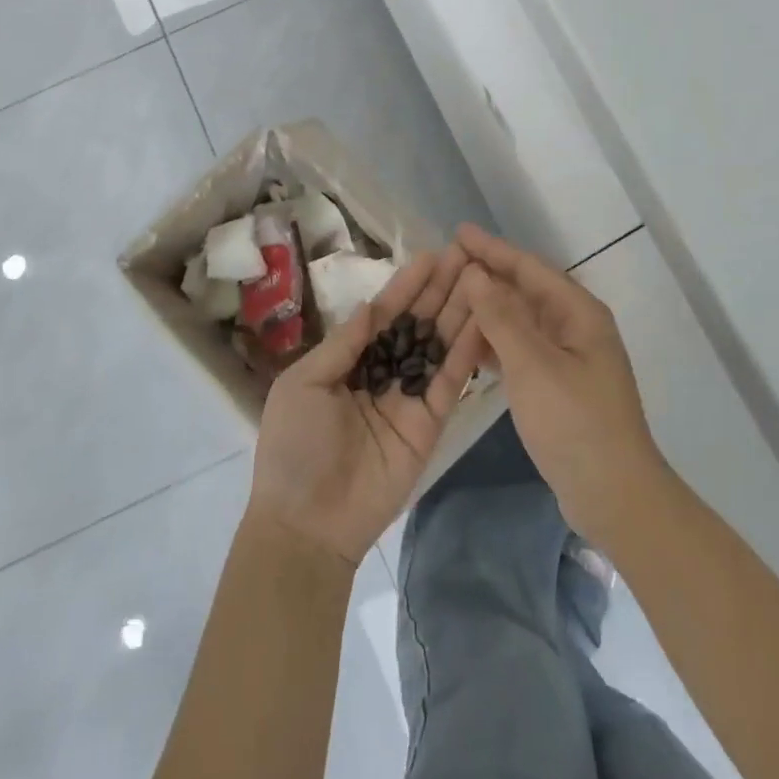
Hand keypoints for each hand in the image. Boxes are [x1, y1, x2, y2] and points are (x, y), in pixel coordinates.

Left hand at [248, 248, 486, 565]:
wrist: (307, 522)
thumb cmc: (294, 446)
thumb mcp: (304, 383)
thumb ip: (344, 343)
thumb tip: (372, 305)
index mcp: (349, 360)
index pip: (384, 314)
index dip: (407, 286)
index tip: (433, 255)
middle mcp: (382, 372)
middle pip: (417, 324)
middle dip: (441, 290)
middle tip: (468, 256)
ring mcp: (409, 397)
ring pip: (438, 346)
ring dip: (459, 312)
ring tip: (482, 278)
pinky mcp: (430, 422)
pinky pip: (449, 381)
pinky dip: (467, 351)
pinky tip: (484, 320)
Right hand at [456, 224, 665, 546]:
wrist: (613, 495)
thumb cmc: (574, 422)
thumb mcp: (533, 365)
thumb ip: (502, 317)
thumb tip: (476, 273)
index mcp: (579, 313)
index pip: (529, 268)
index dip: (493, 249)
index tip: (458, 232)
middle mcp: (576, 327)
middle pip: (526, 290)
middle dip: (489, 275)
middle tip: (447, 262)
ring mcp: (569, 358)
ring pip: (522, 321)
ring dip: (489, 309)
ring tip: (450, 299)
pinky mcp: (559, 385)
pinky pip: (522, 350)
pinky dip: (497, 343)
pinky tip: (469, 345)